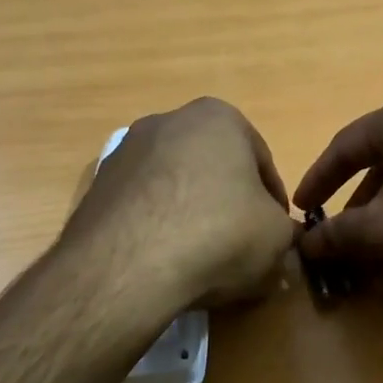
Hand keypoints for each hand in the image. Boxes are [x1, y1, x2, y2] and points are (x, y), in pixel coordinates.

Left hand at [64, 97, 295, 310]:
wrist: (128, 266)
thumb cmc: (219, 233)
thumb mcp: (276, 237)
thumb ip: (286, 232)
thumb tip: (280, 240)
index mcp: (218, 117)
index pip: (261, 162)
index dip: (274, 202)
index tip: (276, 234)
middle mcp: (167, 121)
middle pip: (213, 168)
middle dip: (228, 203)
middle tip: (240, 245)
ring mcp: (125, 152)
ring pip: (174, 186)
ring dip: (190, 214)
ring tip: (199, 259)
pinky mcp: (96, 187)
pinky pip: (141, 206)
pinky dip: (156, 228)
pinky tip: (163, 261)